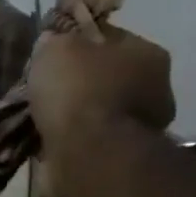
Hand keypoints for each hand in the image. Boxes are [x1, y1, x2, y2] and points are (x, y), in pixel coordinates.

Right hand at [26, 25, 174, 196]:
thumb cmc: (78, 92)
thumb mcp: (57, 49)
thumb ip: (55, 41)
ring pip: (97, 112)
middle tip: (45, 89)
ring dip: (74, 116)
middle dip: (78, 83)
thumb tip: (52, 43)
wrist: (87, 155)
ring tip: (41, 120)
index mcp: (148, 54)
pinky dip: (71, 141)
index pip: (110, 37)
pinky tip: (49, 142)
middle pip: (106, 77)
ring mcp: (139, 128)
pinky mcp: (119, 159)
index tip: (52, 53)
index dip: (78, 41)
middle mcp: (154, 89)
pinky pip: (89, 141)